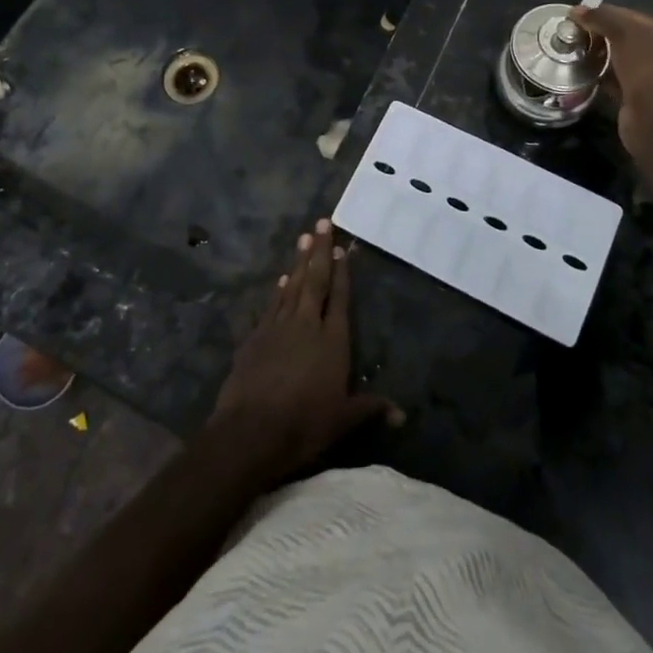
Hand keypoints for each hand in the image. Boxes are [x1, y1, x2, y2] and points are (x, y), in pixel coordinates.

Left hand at [210, 219, 401, 481]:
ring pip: (292, 286)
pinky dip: (277, 289)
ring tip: (304, 236)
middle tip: (322, 221)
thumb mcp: (343, 420)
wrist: (250, 431)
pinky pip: (271, 304)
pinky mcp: (255, 336)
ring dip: (299, 261)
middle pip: (315, 281)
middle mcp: (307, 325)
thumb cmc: (304, 425)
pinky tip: (281, 278)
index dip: (343, 273)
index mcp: (332, 341)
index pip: (340, 299)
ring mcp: (278, 327)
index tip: (343, 248)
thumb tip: (402, 414)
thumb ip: (370, 409)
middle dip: (320, 250)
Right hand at [572, 3, 652, 158]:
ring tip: (573, 52)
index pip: (631, 16)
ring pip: (619, 60)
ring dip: (599, 56)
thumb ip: (601, 18)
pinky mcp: (636, 98)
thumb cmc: (645, 66)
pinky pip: (614, 81)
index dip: (604, 13)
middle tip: (572, 34)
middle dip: (600, 35)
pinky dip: (600, 76)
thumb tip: (576, 10)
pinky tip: (582, 73)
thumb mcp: (624, 33)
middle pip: (625, 38)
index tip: (577, 16)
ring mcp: (650, 78)